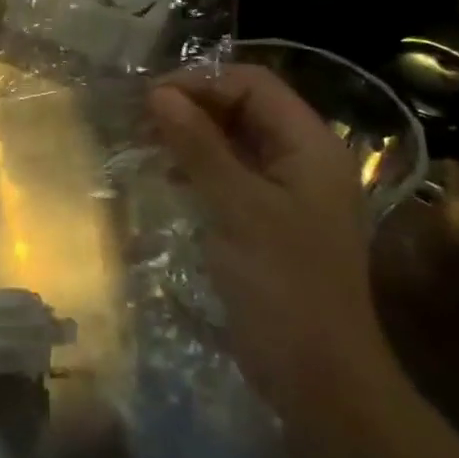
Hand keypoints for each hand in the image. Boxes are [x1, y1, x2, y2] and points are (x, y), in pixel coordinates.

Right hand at [148, 65, 392, 404]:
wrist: (318, 375)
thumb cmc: (282, 284)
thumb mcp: (236, 207)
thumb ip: (198, 146)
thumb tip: (158, 94)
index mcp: (310, 145)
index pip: (253, 84)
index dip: (202, 82)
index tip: (150, 99)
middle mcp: (302, 158)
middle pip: (244, 108)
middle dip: (193, 106)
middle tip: (140, 120)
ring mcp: (286, 191)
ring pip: (234, 140)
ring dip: (192, 135)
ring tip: (146, 141)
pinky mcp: (268, 218)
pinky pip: (231, 173)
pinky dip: (199, 165)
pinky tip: (168, 174)